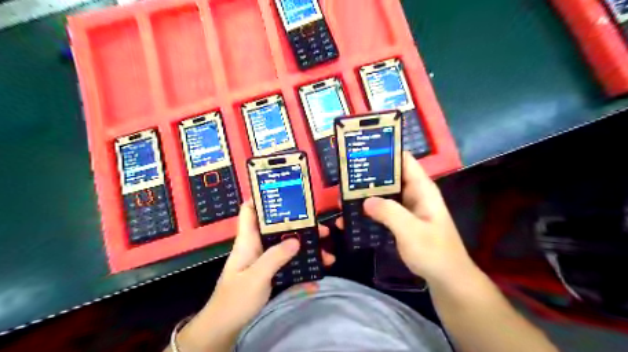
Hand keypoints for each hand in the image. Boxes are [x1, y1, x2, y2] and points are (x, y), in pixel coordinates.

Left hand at [174, 201, 335, 351]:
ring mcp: (264, 259)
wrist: (225, 327)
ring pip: (286, 245)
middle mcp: (257, 245)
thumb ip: (275, 257)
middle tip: (321, 228)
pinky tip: (316, 272)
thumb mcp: (255, 277)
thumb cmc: (235, 299)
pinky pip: (288, 262)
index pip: (250, 211)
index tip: (285, 193)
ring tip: (326, 252)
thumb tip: (296, 239)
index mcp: (248, 240)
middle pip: (278, 227)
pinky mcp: (269, 272)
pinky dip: (302, 264)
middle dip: (299, 225)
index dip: (262, 198)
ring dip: (305, 246)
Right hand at [339, 151, 475, 285]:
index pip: (404, 160)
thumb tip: (365, 200)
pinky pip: (381, 212)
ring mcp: (406, 209)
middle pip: (389, 177)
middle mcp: (413, 194)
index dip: (386, 152)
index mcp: (421, 189)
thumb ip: (389, 212)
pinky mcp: (400, 222)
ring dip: (365, 196)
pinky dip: (368, 213)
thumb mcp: (411, 231)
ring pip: (383, 195)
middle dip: (368, 176)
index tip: (362, 151)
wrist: (447, 279)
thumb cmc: (434, 252)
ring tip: (341, 198)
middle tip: (344, 177)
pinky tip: (350, 220)